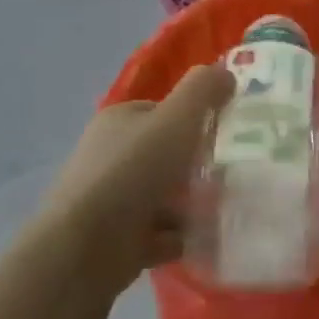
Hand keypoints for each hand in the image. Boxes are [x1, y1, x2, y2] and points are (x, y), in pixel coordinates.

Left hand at [35, 64, 235, 294]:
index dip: (194, 119)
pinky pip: (161, 233)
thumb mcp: (176, 119)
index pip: (162, 112)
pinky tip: (208, 240)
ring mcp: (112, 200)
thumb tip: (225, 71)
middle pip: (166, 155)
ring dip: (194, 204)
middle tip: (232, 175)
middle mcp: (111, 156)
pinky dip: (183, 236)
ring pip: (165, 196)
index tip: (226, 135)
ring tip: (227, 209)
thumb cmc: (133, 172)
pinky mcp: (118, 239)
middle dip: (198, 166)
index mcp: (119, 121)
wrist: (86, 247)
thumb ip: (202, 90)